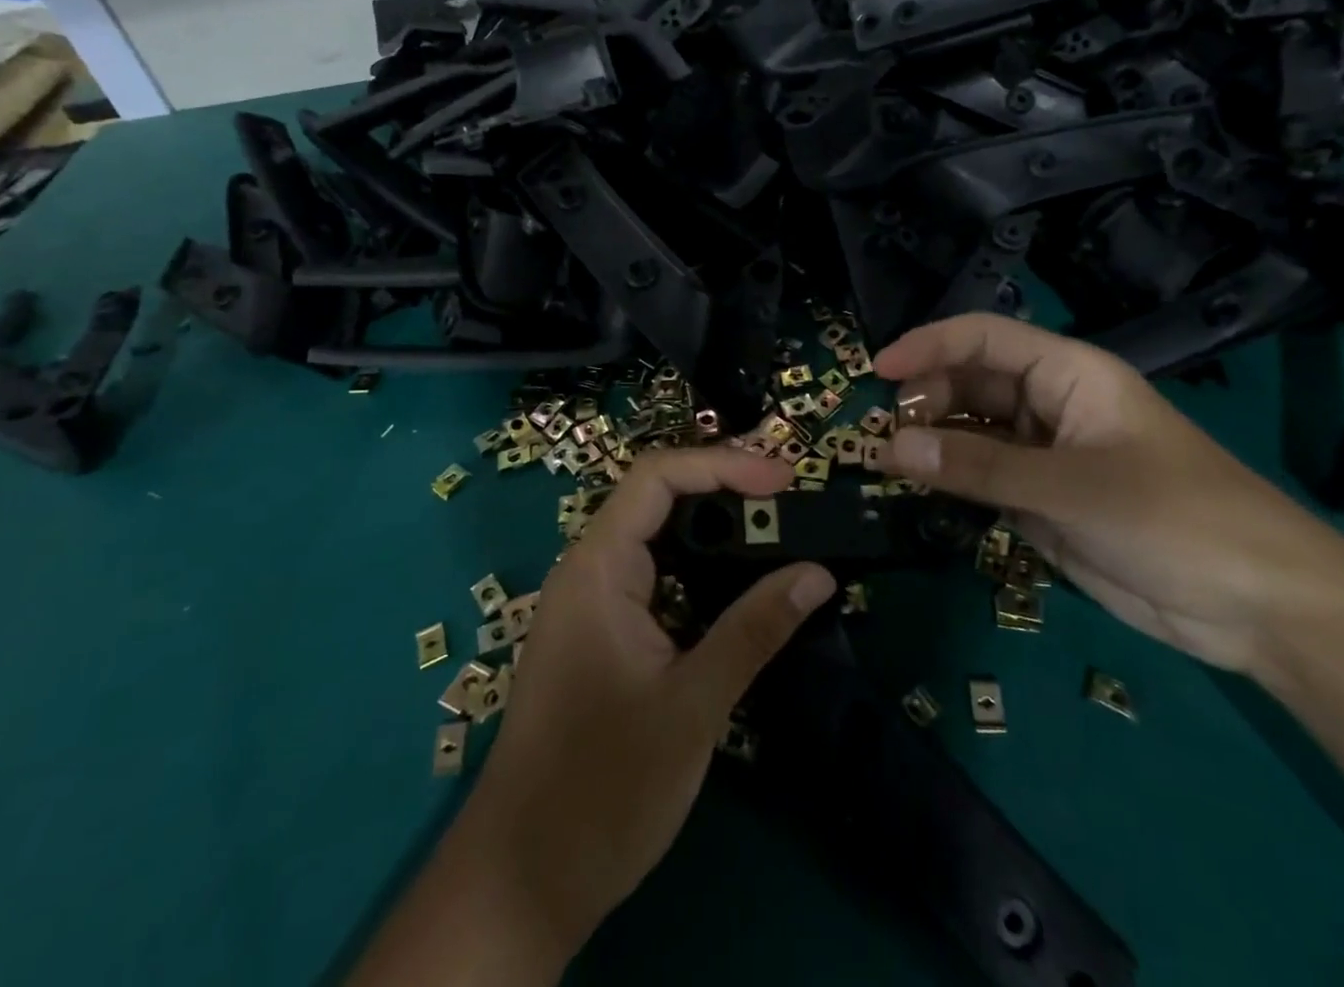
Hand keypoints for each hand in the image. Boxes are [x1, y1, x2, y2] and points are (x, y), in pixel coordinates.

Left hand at [459, 447, 836, 957]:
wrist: (525, 878)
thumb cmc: (603, 787)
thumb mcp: (692, 705)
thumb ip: (754, 630)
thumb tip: (817, 572)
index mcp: (597, 567)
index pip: (658, 477)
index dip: (722, 465)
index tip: (784, 479)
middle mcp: (589, 569)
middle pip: (658, 498)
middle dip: (725, 489)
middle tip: (790, 502)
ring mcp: (592, 602)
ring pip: (657, 538)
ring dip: (716, 530)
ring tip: (778, 533)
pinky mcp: (601, 633)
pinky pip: (655, 576)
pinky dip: (700, 569)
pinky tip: (740, 586)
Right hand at [875, 313, 1343, 676]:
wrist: (1260, 608)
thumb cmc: (1177, 520)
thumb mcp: (1073, 489)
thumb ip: (979, 467)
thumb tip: (890, 446)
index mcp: (1068, 374)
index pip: (984, 339)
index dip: (928, 345)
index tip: (876, 370)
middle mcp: (1049, 405)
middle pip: (969, 382)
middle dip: (921, 398)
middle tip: (876, 432)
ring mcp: (1044, 454)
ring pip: (970, 430)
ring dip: (928, 440)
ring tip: (883, 460)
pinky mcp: (1041, 500)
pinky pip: (981, 475)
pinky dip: (948, 477)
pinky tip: (915, 487)